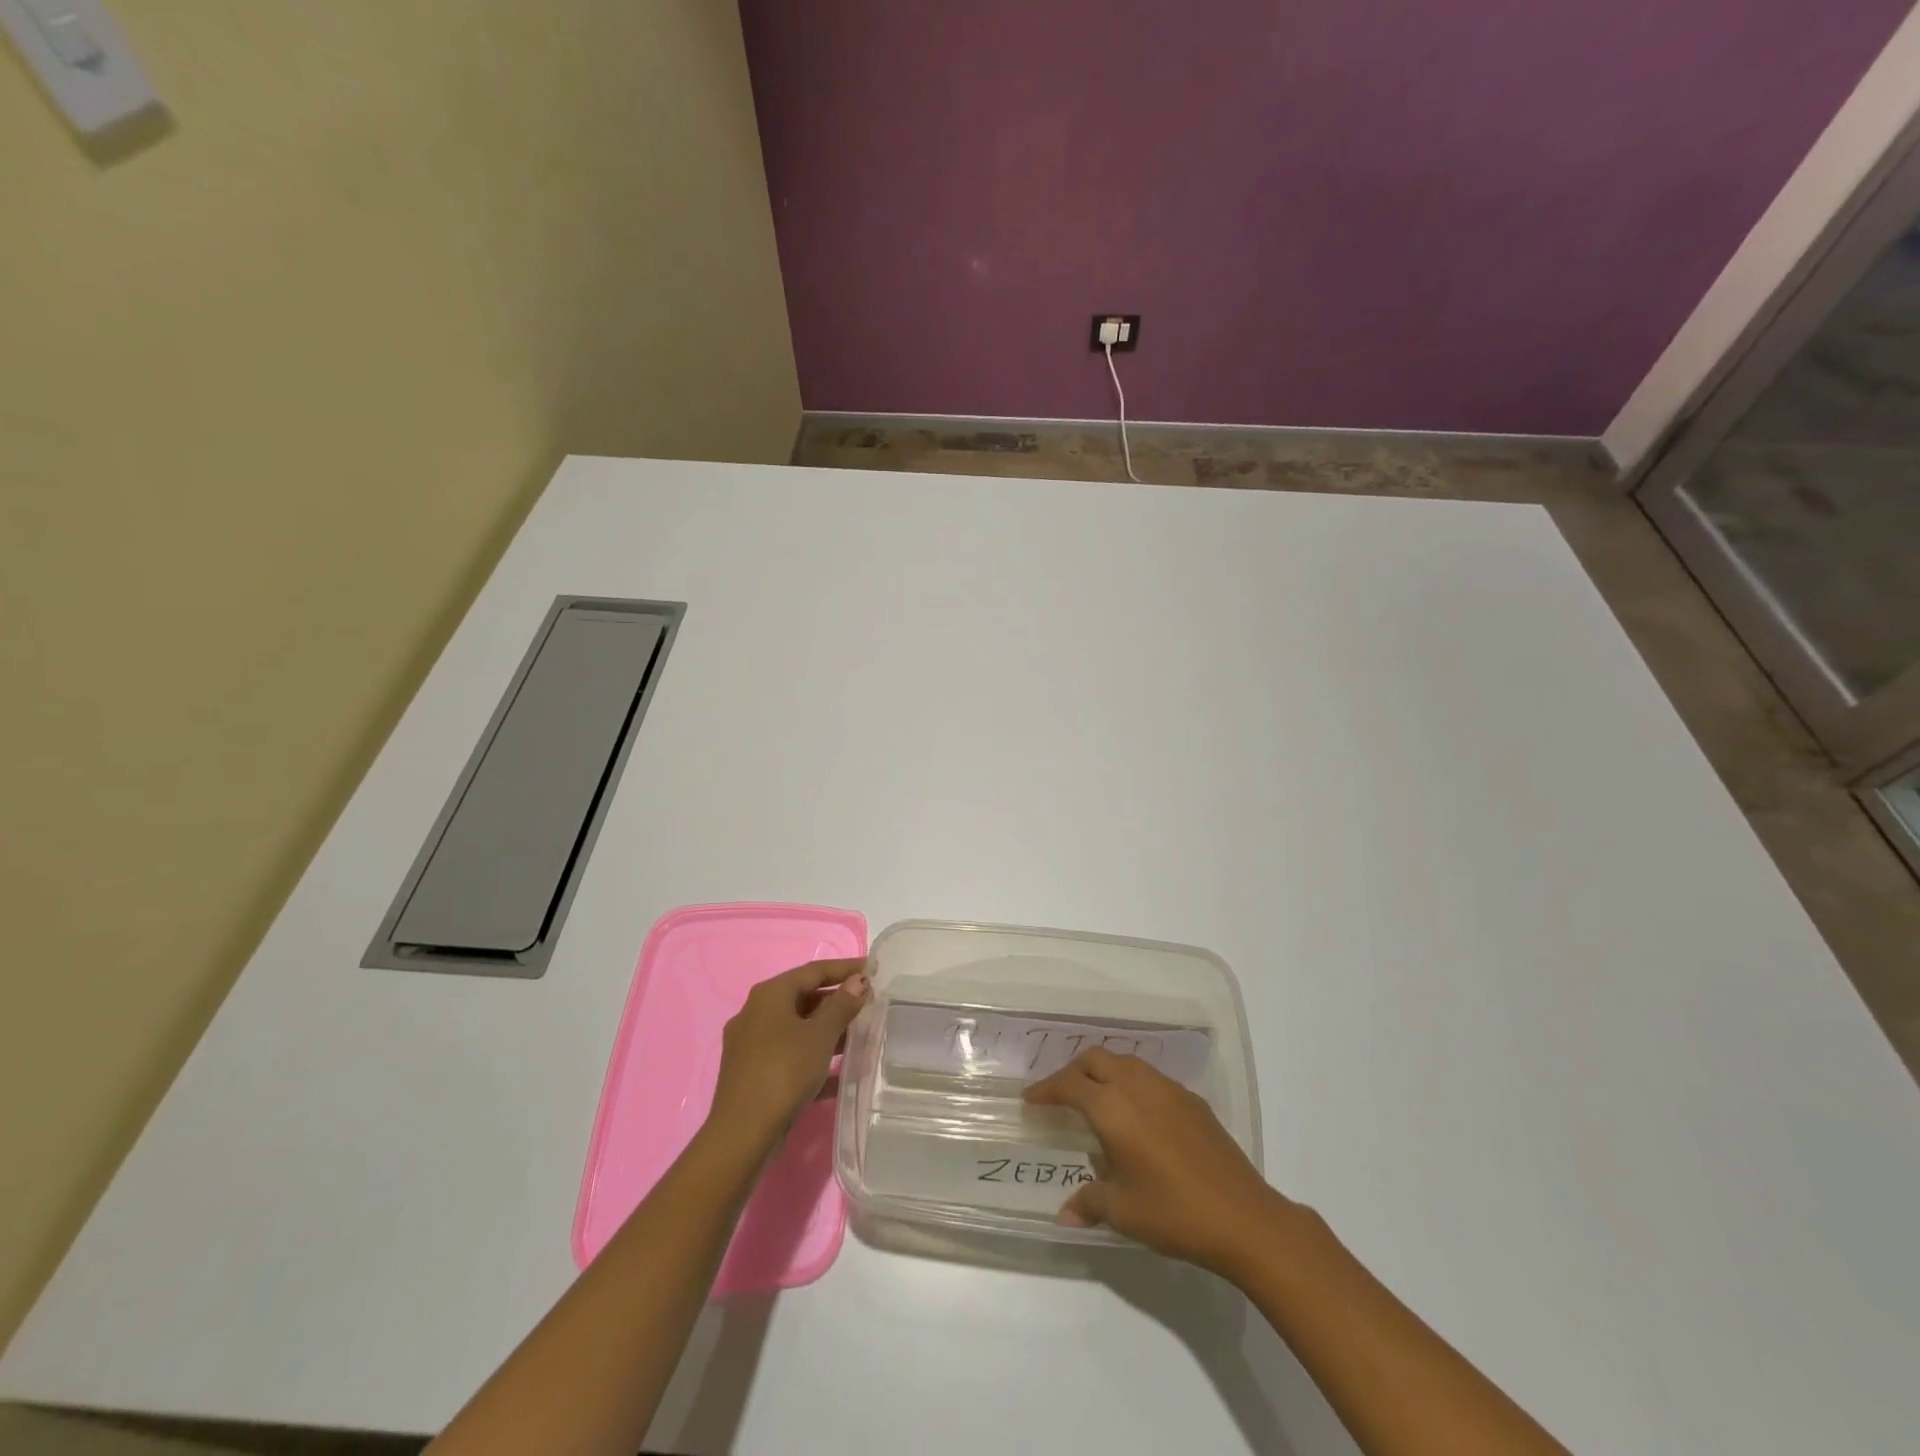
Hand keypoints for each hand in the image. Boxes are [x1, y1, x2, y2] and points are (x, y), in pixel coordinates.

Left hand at [707, 958, 870, 1151]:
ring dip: (828, 1031)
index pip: (813, 971)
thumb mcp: (820, 1035)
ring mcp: (752, 1045)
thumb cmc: (784, 1071)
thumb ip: (842, 1005)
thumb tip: (858, 981)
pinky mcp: (753, 1073)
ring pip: (797, 1028)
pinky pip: (790, 1055)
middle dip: (837, 1001)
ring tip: (861, 1037)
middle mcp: (756, 1013)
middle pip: (803, 998)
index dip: (845, 968)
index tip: (872, 968)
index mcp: (769, 995)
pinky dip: (815, 1058)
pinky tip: (841, 1075)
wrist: (743, 1133)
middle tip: (869, 1004)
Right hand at [1024, 1047, 1291, 1276]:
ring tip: (1096, 1098)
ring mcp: (1168, 1088)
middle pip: (1096, 1059)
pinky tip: (1136, 1114)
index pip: (1069, 1085)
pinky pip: (1150, 1077)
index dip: (1046, 1089)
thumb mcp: (1123, 1211)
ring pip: (1125, 1061)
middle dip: (1073, 1071)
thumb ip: (1089, 1202)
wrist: (1243, 1217)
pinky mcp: (1191, 1099)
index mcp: (1112, 1107)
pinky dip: (1131, 1083)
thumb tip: (1064, 1213)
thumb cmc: (1173, 1212)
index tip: (1030, 1099)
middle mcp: (1137, 1086)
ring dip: (1103, 1071)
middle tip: (1060, 1095)